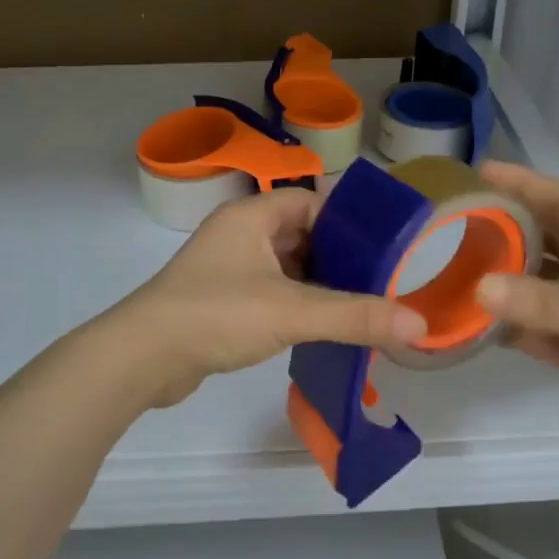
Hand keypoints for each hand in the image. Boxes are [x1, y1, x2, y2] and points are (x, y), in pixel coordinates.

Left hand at [114, 187, 427, 409]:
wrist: (141, 358)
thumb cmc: (215, 314)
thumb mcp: (291, 312)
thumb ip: (354, 316)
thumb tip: (418, 324)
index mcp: (250, 217)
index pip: (310, 201)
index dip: (346, 220)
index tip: (382, 246)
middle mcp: (236, 234)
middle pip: (300, 234)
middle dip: (337, 256)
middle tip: (379, 280)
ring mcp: (225, 268)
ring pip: (284, 266)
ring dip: (316, 283)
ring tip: (359, 304)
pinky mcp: (219, 300)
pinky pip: (268, 291)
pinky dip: (294, 303)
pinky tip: (318, 326)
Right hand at [474, 161, 558, 465]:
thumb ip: (549, 305)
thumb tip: (480, 286)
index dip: (527, 184)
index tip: (482, 171)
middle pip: (546, 239)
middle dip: (506, 226)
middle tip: (456, 218)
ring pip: (535, 284)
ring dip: (501, 277)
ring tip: (452, 265)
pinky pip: (533, 327)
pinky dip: (506, 323)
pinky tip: (471, 319)